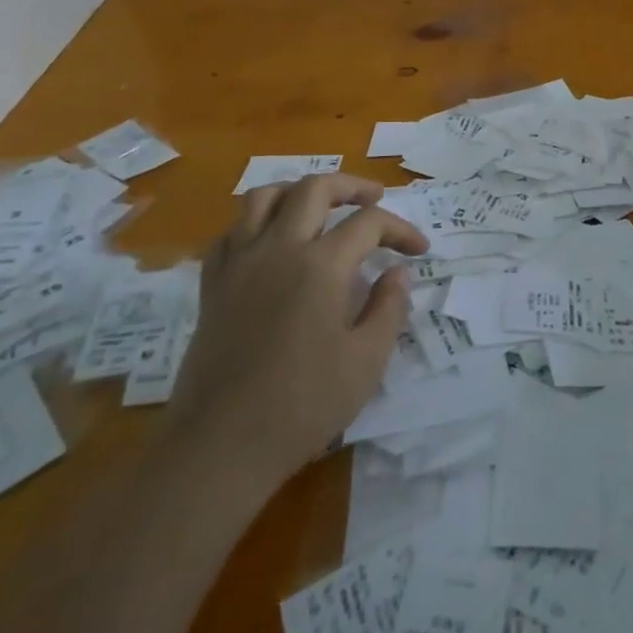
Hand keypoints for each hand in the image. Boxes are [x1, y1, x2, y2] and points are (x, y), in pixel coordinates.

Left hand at [168, 174, 427, 485]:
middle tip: (374, 198)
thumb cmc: (302, 406)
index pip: (369, 223)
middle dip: (352, 186)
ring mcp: (240, 263)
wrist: (220, 447)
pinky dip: (256, 223)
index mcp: (321, 265)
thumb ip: (389, 308)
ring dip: (299, 190)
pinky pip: (232, 232)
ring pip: (265, 196)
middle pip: (315, 188)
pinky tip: (271, 240)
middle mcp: (279, 248)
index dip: (400, 229)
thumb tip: (398, 272)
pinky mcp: (213, 284)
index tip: (419, 250)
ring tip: (319, 205)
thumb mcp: (366, 362)